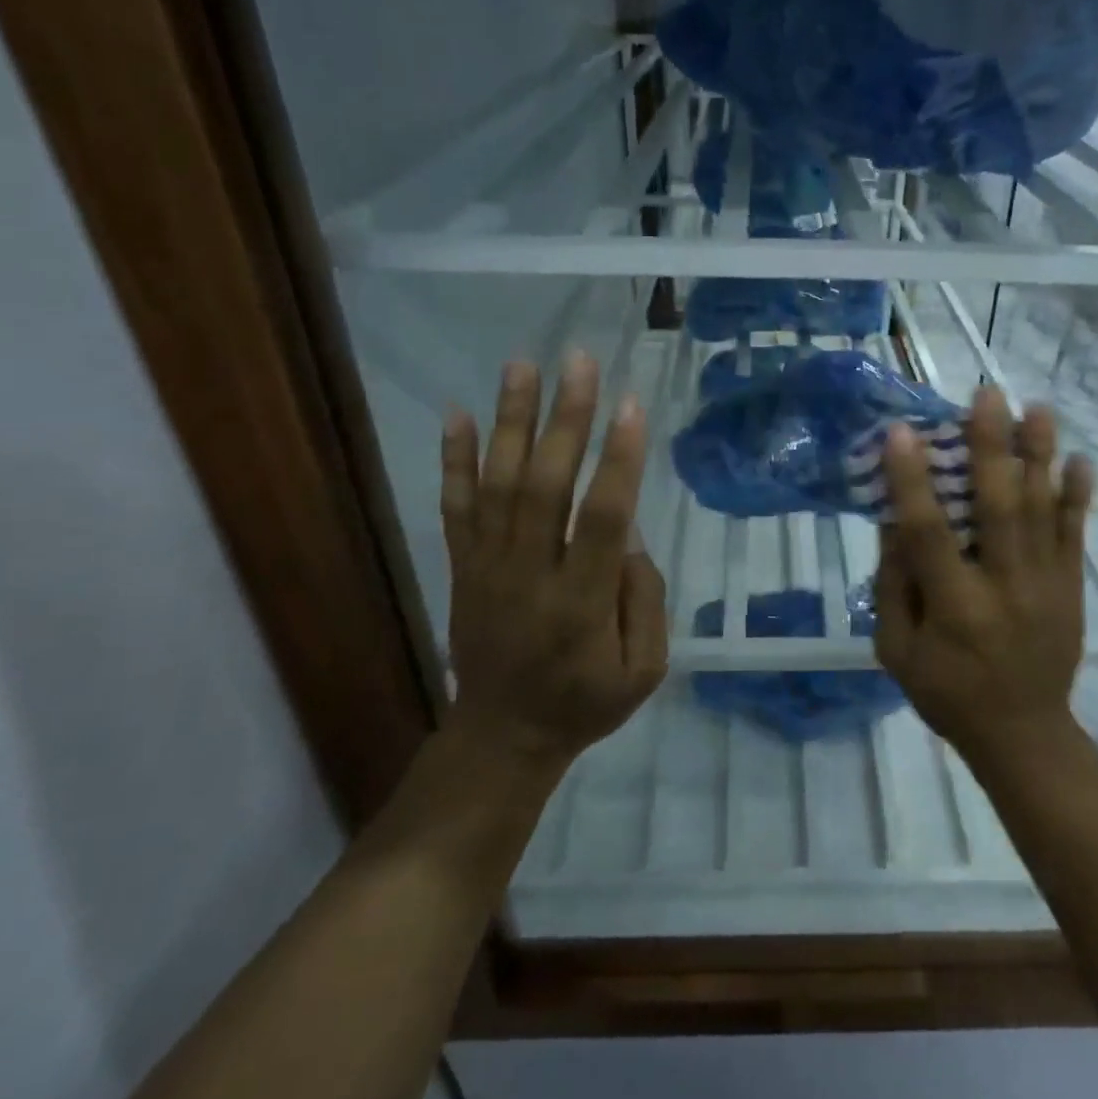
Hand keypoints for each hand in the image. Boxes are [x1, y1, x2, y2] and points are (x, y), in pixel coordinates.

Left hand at [440, 354, 668, 774]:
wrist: (502, 737)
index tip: (630, 404)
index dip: (617, 459)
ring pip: (497, 485)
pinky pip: (455, 507)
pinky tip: (457, 413)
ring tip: (522, 365)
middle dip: (565, 419)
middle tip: (579, 361)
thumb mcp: (643, 671)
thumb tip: (628, 533)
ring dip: (510, 422)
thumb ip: (645, 600)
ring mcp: (487, 568)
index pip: (600, 518)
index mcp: (581, 604)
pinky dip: (453, 459)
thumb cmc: (584, 702)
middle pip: (545, 486)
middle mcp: (529, 576)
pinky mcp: (463, 567)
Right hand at [872, 385, 1093, 763]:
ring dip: (1040, 456)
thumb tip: (894, 518)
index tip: (902, 432)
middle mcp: (1004, 588)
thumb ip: (893, 584)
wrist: (1024, 733)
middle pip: (999, 508)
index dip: (913, 482)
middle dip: (992, 447)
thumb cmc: (947, 692)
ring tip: (1037, 408)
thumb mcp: (897, 650)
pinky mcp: (1071, 587)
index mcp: (954, 607)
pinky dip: (1077, 496)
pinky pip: (1076, 534)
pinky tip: (1079, 460)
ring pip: (1042, 511)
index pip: (929, 534)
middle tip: (988, 395)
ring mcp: (1046, 585)